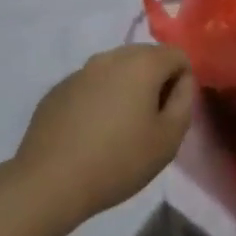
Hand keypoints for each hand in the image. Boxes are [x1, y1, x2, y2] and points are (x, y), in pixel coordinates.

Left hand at [13, 44, 195, 227]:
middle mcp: (111, 56)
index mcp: (142, 63)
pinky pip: (91, 85)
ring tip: (119, 129)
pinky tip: (90, 133)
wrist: (50, 180)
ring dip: (126, 89)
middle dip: (155, 82)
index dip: (182, 82)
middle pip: (146, 57)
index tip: (171, 114)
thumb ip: (185, 101)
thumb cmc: (118, 160)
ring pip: (116, 69)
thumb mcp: (168, 139)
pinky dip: (99, 99)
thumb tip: (181, 81)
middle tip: (149, 122)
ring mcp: (81, 70)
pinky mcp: (59, 88)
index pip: (177, 55)